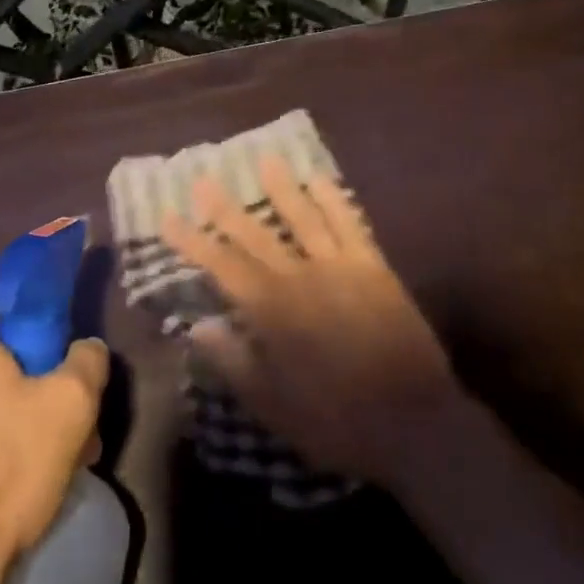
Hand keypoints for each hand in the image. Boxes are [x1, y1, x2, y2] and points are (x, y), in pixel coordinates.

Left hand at [0, 294, 108, 582]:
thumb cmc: (5, 466)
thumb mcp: (71, 404)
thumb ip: (88, 359)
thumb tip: (86, 347)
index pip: (4, 294)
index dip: (41, 309)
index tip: (65, 340)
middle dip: (34, 372)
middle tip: (67, 408)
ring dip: (13, 411)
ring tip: (46, 454)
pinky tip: (10, 481)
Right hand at [160, 155, 468, 487]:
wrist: (415, 425)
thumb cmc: (336, 422)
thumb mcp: (273, 405)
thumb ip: (234, 361)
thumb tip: (198, 325)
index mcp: (272, 310)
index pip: (222, 265)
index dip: (192, 241)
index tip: (168, 217)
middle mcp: (301, 277)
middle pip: (256, 235)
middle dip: (225, 208)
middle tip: (203, 178)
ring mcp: (340, 268)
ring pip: (304, 218)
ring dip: (282, 188)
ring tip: (266, 159)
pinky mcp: (374, 269)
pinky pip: (351, 225)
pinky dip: (334, 201)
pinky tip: (322, 181)